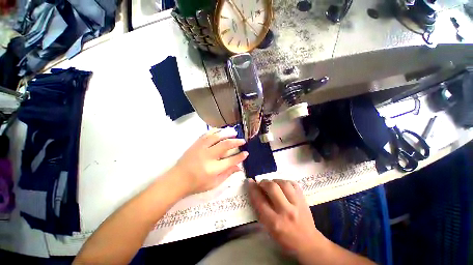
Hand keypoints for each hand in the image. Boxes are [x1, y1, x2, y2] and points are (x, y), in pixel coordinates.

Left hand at [174, 128, 247, 194]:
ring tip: (234, 132)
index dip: (240, 156)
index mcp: (213, 169)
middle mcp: (208, 157)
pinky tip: (220, 130)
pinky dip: (215, 131)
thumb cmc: (196, 184)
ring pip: (216, 137)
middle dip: (236, 142)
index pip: (230, 161)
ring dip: (227, 133)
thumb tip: (239, 167)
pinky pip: (206, 134)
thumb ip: (227, 174)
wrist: (177, 180)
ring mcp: (201, 148)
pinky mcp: (196, 144)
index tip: (246, 153)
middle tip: (242, 140)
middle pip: (225, 145)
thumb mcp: (214, 183)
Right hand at [248, 179, 325, 255]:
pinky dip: (285, 182)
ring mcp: (297, 204)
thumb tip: (255, 191)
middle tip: (262, 184)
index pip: (260, 201)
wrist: (308, 243)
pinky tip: (283, 186)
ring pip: (283, 183)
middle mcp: (286, 211)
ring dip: (275, 181)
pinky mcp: (304, 199)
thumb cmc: (284, 238)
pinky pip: (293, 183)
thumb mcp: (269, 228)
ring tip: (273, 184)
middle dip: (264, 182)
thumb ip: (261, 210)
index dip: (252, 189)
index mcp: (274, 222)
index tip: (249, 181)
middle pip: (272, 188)